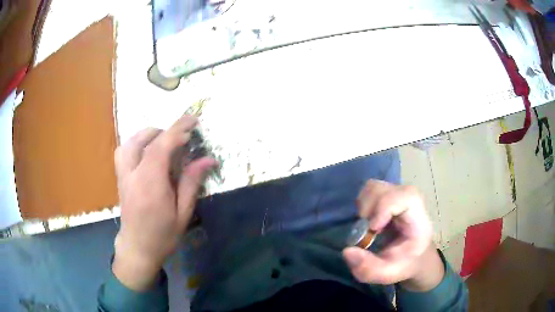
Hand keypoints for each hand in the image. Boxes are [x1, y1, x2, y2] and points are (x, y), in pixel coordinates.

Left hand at [112, 115, 216, 290]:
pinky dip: (136, 143)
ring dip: (148, 135)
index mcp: (150, 185)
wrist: (137, 248)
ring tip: (163, 140)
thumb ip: (192, 183)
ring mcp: (123, 176)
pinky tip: (147, 151)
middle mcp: (133, 175)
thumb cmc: (163, 235)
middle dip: (165, 131)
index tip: (193, 121)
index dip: (177, 129)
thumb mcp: (183, 213)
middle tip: (182, 138)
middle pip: (144, 140)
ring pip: (130, 143)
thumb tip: (208, 159)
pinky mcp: (120, 178)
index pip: (161, 147)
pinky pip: (123, 151)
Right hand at [342, 180, 443, 290]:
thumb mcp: (387, 274)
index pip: (405, 197)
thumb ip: (368, 268)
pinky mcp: (388, 195)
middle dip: (368, 210)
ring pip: (374, 187)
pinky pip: (369, 191)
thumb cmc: (403, 264)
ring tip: (366, 226)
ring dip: (364, 206)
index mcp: (418, 219)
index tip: (372, 230)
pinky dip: (363, 204)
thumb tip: (346, 251)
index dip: (384, 209)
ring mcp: (398, 195)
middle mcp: (409, 201)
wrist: (413, 256)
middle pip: (384, 189)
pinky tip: (368, 220)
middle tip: (366, 232)